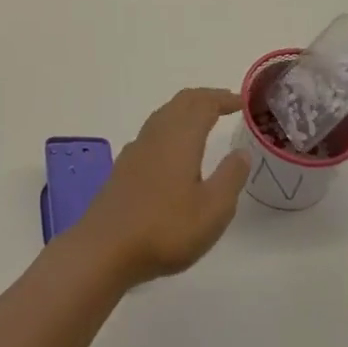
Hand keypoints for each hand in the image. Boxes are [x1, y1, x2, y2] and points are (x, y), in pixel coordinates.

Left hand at [74, 88, 251, 287]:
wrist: (105, 248)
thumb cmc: (166, 228)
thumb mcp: (213, 210)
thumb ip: (230, 177)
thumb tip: (241, 151)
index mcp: (180, 138)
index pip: (203, 104)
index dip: (223, 98)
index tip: (242, 102)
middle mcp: (157, 134)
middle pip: (181, 102)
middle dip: (204, 98)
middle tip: (226, 104)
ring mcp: (136, 149)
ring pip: (164, 115)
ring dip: (185, 110)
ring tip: (203, 121)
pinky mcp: (124, 166)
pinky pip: (152, 132)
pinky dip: (170, 127)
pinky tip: (171, 149)